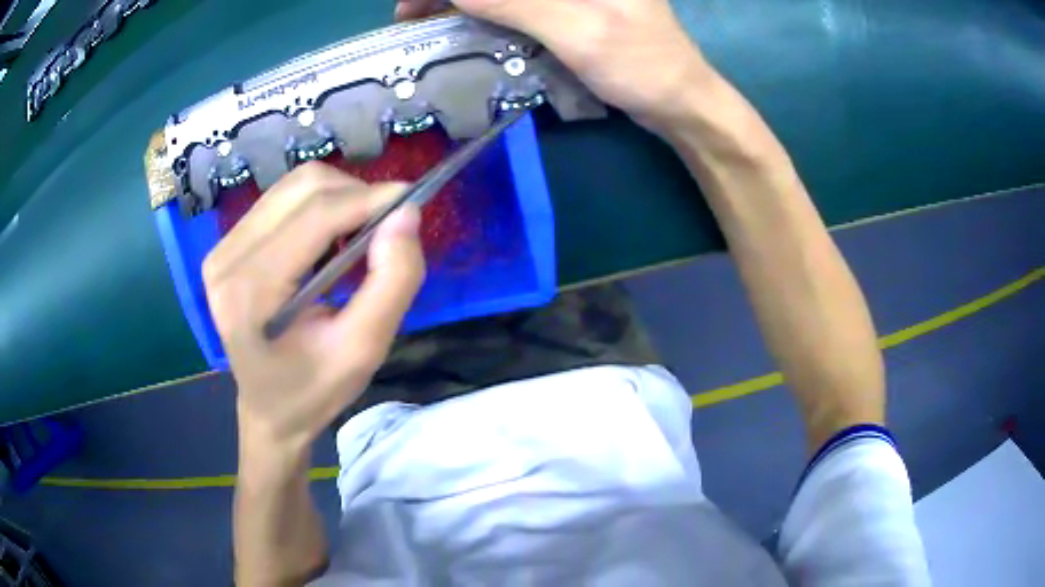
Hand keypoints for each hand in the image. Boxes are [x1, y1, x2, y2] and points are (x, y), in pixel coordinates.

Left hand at [202, 162, 424, 448]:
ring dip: (338, 198)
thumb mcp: (364, 350)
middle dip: (355, 196)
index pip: (315, 216)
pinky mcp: (226, 245)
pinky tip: (328, 240)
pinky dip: (317, 207)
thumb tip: (407, 214)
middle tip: (385, 229)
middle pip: (303, 188)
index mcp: (251, 291)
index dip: (369, 199)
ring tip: (356, 237)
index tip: (413, 201)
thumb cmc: (314, 390)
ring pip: (293, 185)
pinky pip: (281, 199)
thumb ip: (392, 282)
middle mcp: (228, 258)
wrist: (270, 410)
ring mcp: (222, 248)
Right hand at [395, 0, 711, 128]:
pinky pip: (517, 2)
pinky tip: (463, 21)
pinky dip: (486, 9)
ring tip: (424, 20)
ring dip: (463, 2)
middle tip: (410, 14)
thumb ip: (516, 1)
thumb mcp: (578, 30)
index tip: (414, 1)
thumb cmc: (642, 64)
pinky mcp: (567, 4)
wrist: (679, 99)